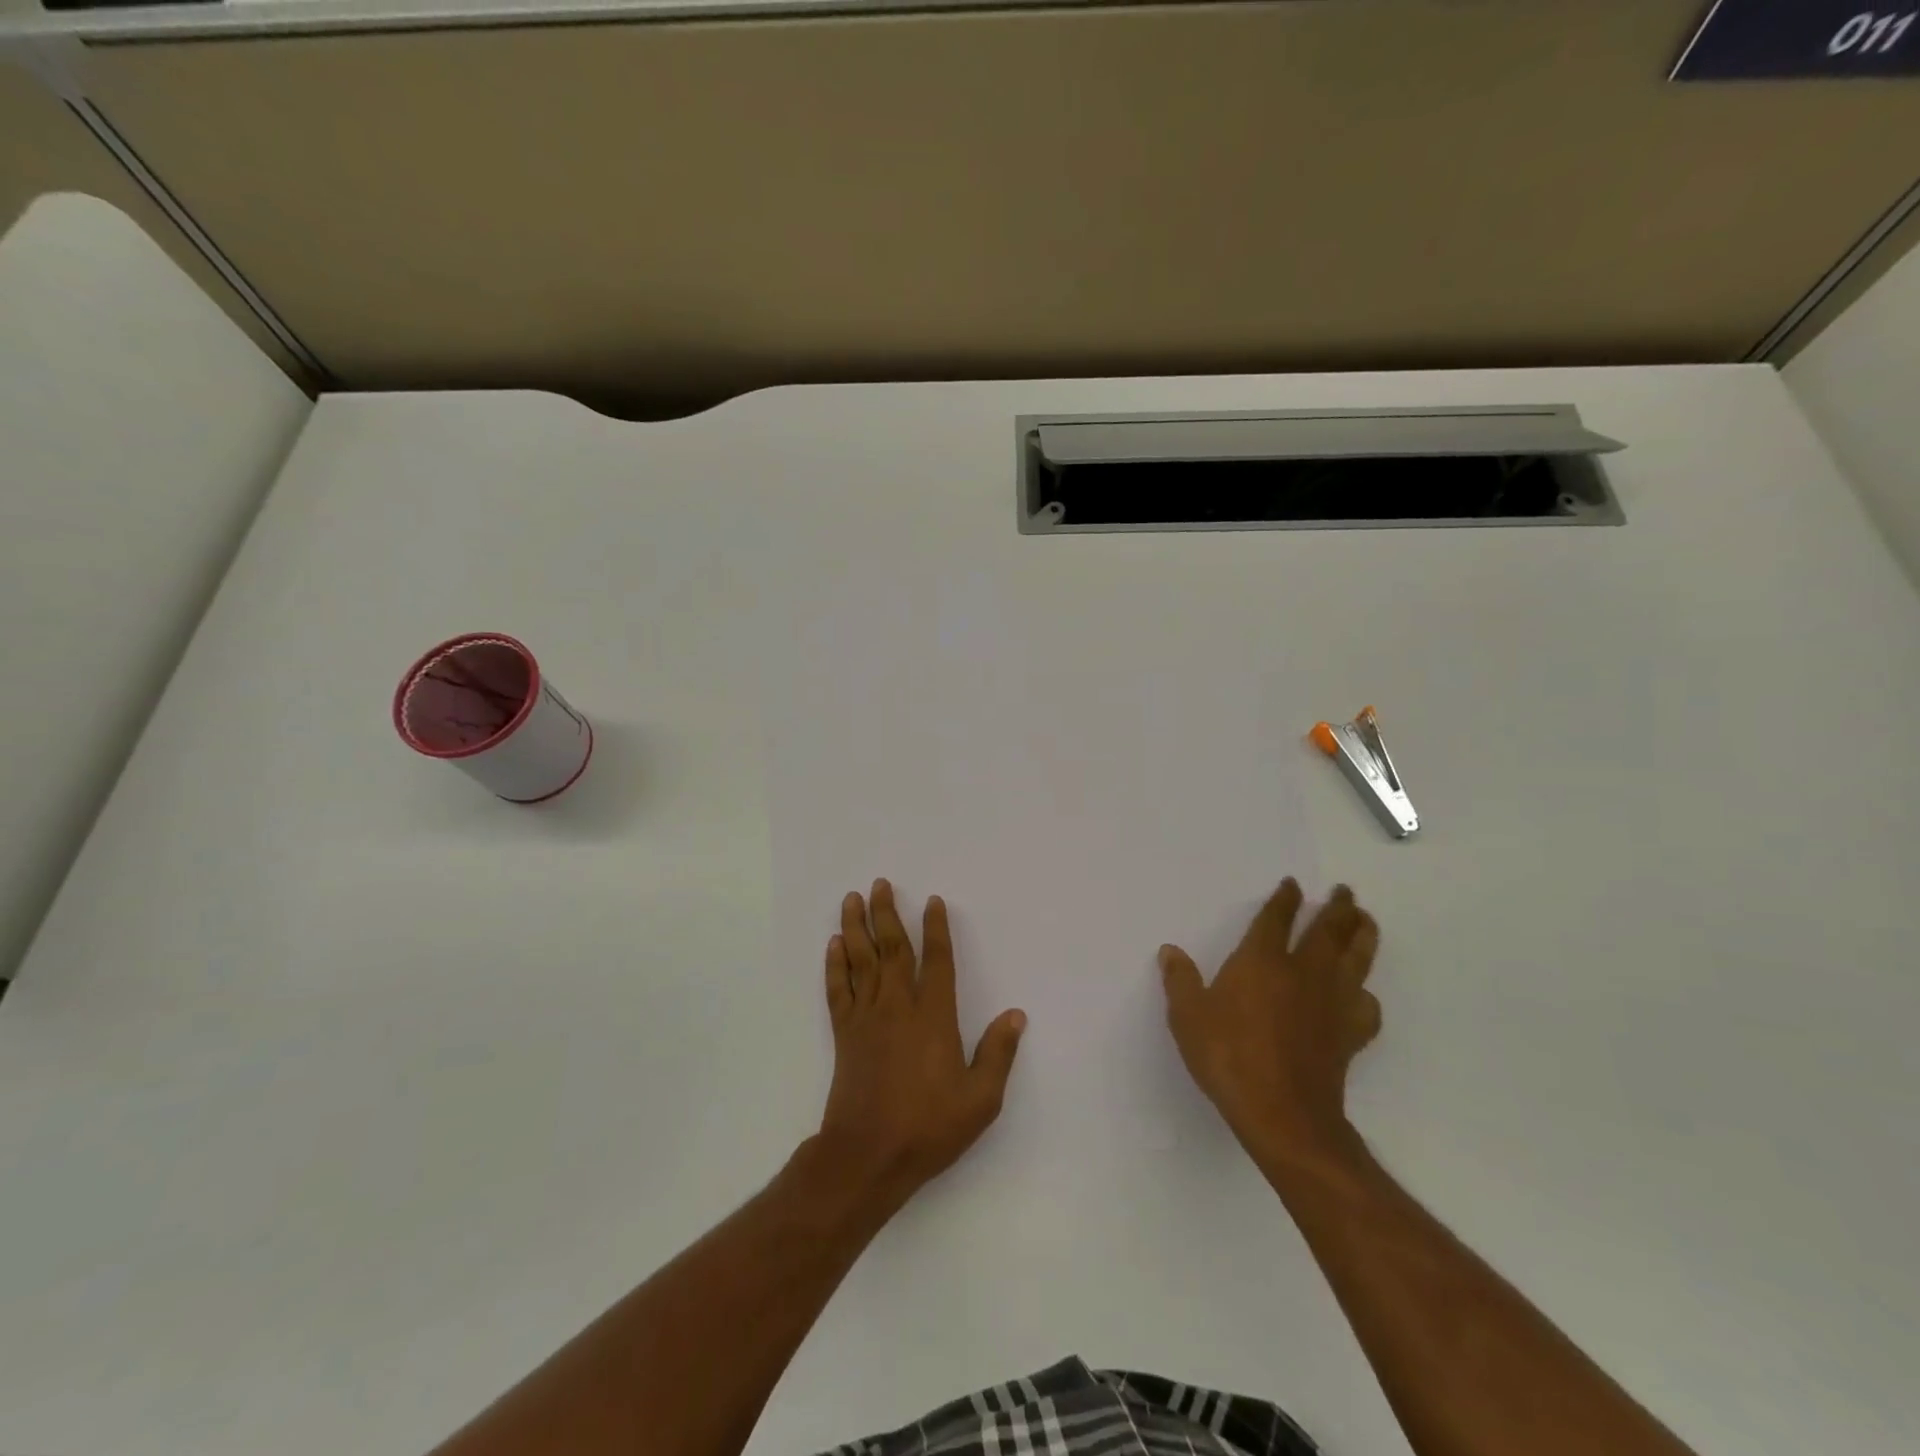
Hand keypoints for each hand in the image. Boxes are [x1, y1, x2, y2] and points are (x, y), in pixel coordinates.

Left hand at [816, 880, 1025, 1210]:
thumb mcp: (980, 1100)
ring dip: (856, 926)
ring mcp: (867, 1018)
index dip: (936, 929)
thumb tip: (1016, 1015)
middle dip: (887, 913)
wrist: (867, 1157)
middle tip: (880, 883)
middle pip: (892, 949)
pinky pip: (838, 989)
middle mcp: (898, 1007)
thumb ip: (998, 1054)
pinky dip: (835, 964)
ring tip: (852, 898)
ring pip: (861, 960)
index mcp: (933, 1017)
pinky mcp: (844, 1034)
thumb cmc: (928, 1128)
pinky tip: (834, 944)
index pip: (936, 961)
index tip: (932, 902)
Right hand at [1160, 880, 1379, 1163]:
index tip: (1293, 885)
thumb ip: (1180, 982)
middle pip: (1328, 930)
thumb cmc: (1229, 1057)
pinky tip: (1362, 994)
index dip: (1285, 899)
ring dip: (1363, 935)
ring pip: (1356, 958)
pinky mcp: (1350, 1033)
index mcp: (1261, 961)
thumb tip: (1170, 951)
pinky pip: (1366, 1005)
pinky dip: (1366, 994)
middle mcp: (1302, 972)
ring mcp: (1332, 1002)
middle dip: (1337, 908)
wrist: (1282, 1113)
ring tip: (1366, 920)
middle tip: (1345, 892)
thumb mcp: (1188, 1017)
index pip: (1276, 919)